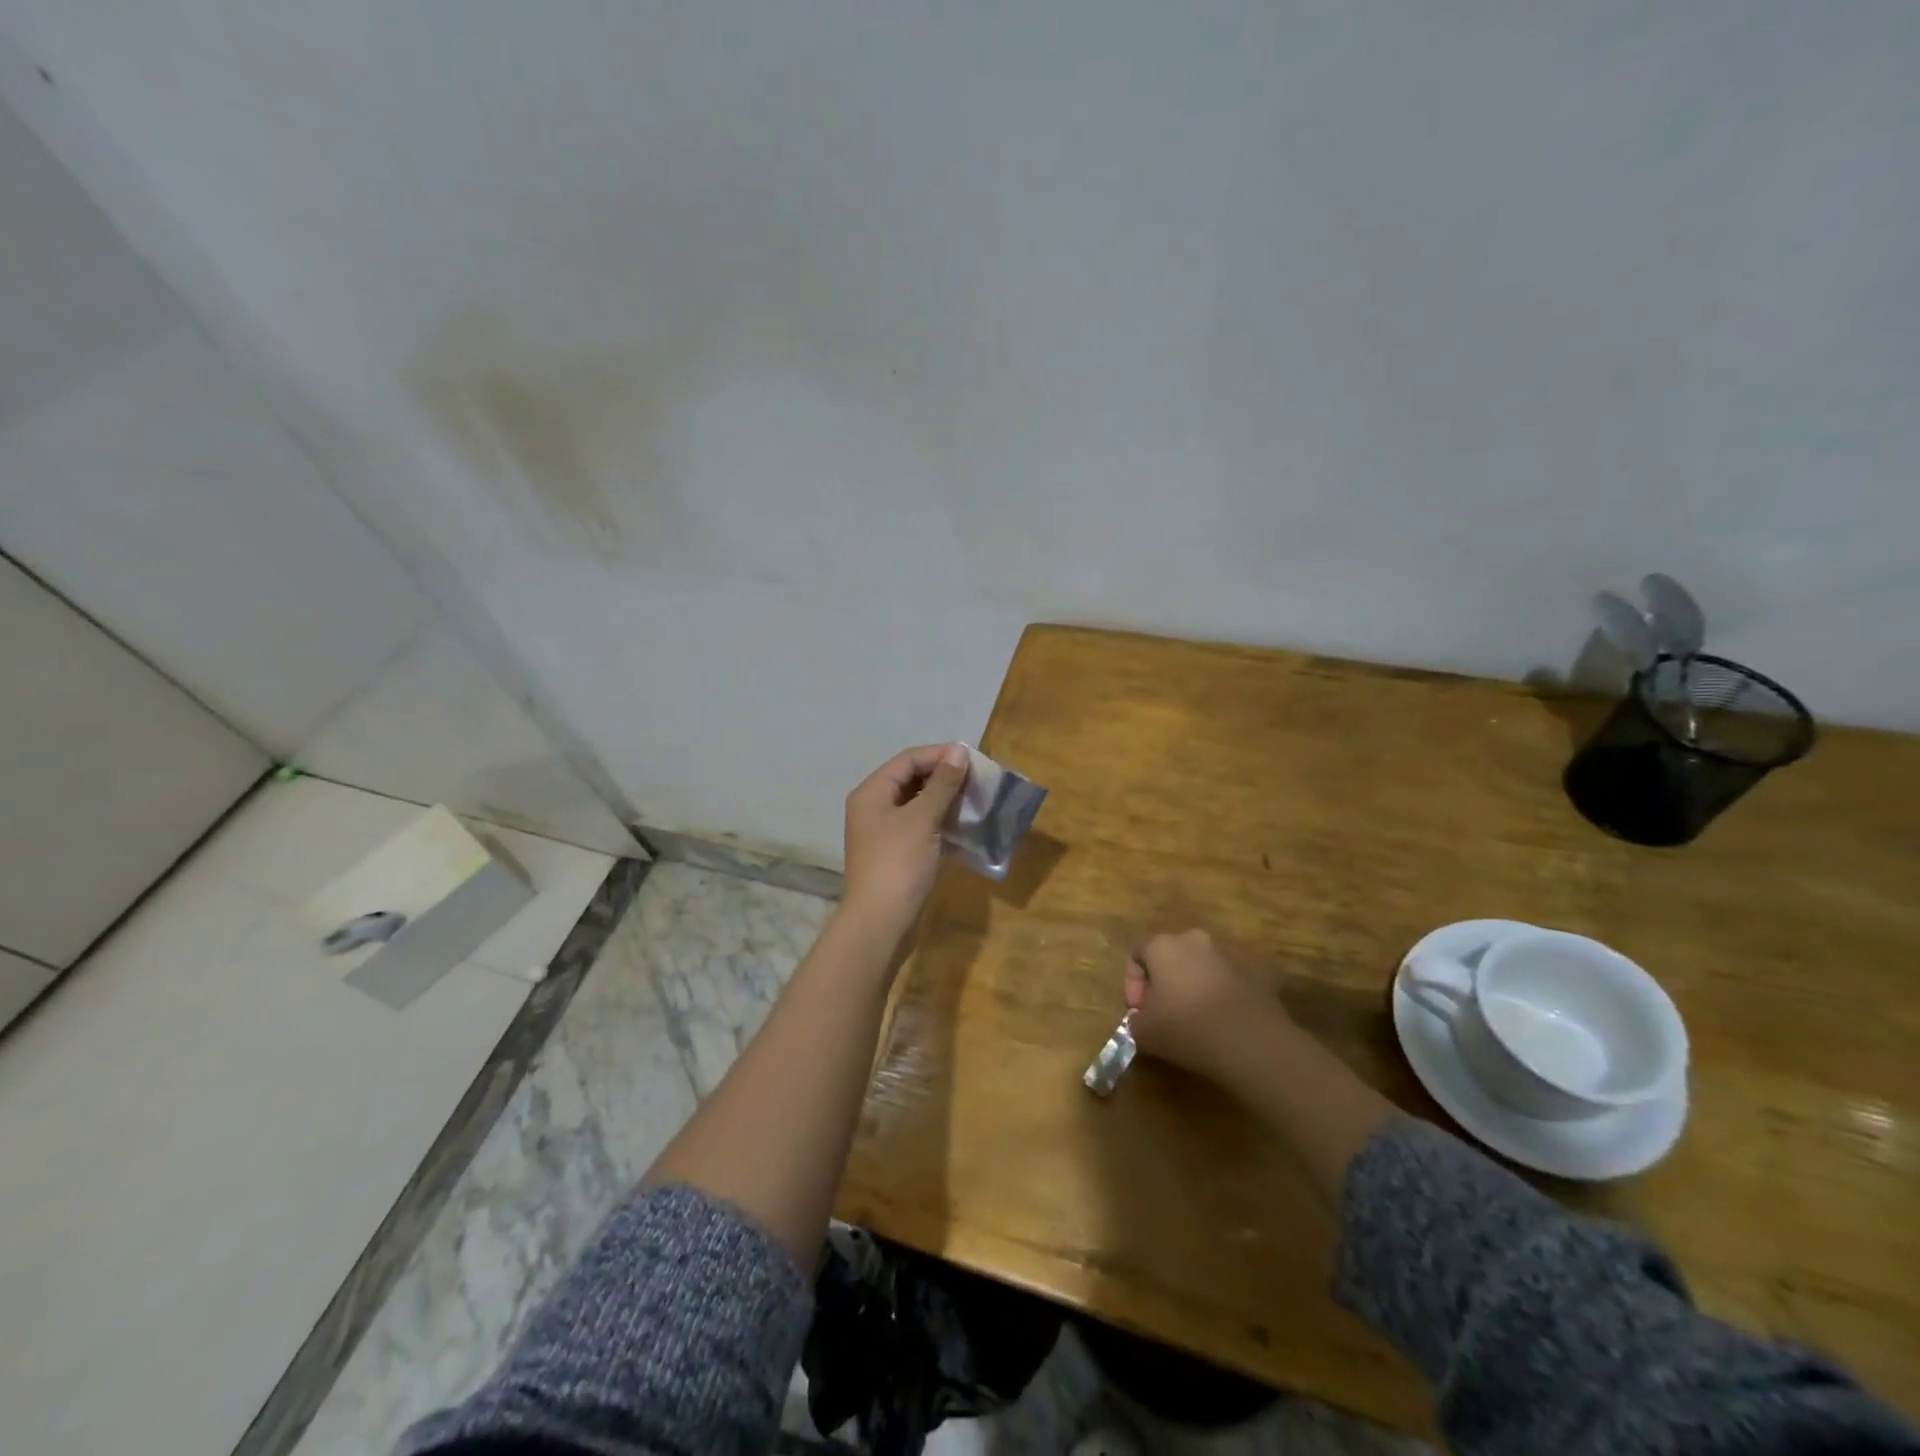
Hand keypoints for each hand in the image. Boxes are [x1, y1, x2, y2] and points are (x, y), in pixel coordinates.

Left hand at [841, 743, 969, 945]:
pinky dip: (939, 823)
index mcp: (872, 792)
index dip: (939, 755)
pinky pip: (919, 827)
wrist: (880, 922)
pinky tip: (963, 826)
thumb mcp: (922, 819)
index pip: (908, 760)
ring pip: (916, 805)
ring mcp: (882, 833)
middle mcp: (873, 807)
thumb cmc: (899, 863)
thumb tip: (959, 752)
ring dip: (944, 800)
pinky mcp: (894, 855)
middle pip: (910, 780)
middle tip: (977, 780)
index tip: (973, 759)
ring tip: (975, 800)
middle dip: (943, 777)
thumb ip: (942, 784)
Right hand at [1125, 929, 1288, 1082]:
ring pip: (1198, 967)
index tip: (1138, 1012)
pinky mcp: (1252, 972)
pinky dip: (1215, 996)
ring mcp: (1227, 953)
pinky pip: (1223, 980)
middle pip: (1169, 956)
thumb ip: (1135, 1020)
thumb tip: (1143, 1018)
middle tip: (1162, 1014)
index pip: (1137, 953)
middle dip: (1161, 983)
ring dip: (1190, 988)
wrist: (1253, 1042)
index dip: (1132, 983)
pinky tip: (1218, 1023)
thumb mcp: (1144, 1032)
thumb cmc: (1188, 1028)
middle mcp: (1194, 940)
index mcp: (1163, 945)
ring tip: (1192, 1020)